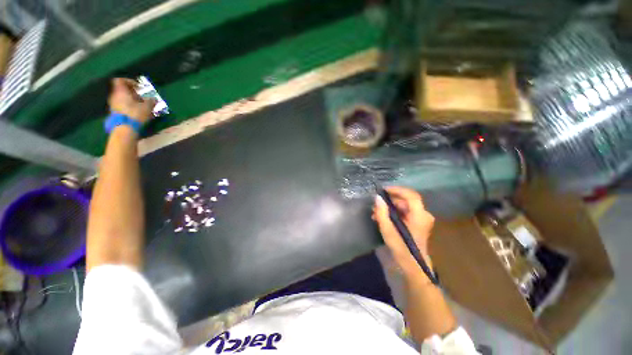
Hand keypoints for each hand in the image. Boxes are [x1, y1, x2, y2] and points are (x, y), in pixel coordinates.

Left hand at [108, 78, 155, 123]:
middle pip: (122, 90)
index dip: (129, 81)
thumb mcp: (147, 107)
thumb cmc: (135, 114)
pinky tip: (137, 112)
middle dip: (132, 92)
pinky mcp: (115, 112)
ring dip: (131, 100)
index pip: (121, 80)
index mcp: (121, 91)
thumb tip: (154, 99)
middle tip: (142, 97)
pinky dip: (129, 106)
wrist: (124, 128)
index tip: (138, 87)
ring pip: (122, 98)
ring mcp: (113, 104)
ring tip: (141, 106)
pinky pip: (122, 106)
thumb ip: (151, 101)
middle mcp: (114, 96)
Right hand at [373, 186, 434, 276]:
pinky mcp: (417, 223)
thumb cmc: (401, 249)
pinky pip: (404, 212)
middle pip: (405, 201)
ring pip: (403, 206)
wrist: (413, 266)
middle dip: (389, 201)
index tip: (383, 190)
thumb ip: (382, 213)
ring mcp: (421, 219)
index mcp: (419, 216)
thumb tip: (377, 198)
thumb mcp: (388, 231)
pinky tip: (382, 218)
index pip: (411, 195)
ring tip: (375, 213)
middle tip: (375, 205)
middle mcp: (423, 215)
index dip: (397, 190)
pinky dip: (393, 213)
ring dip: (389, 208)